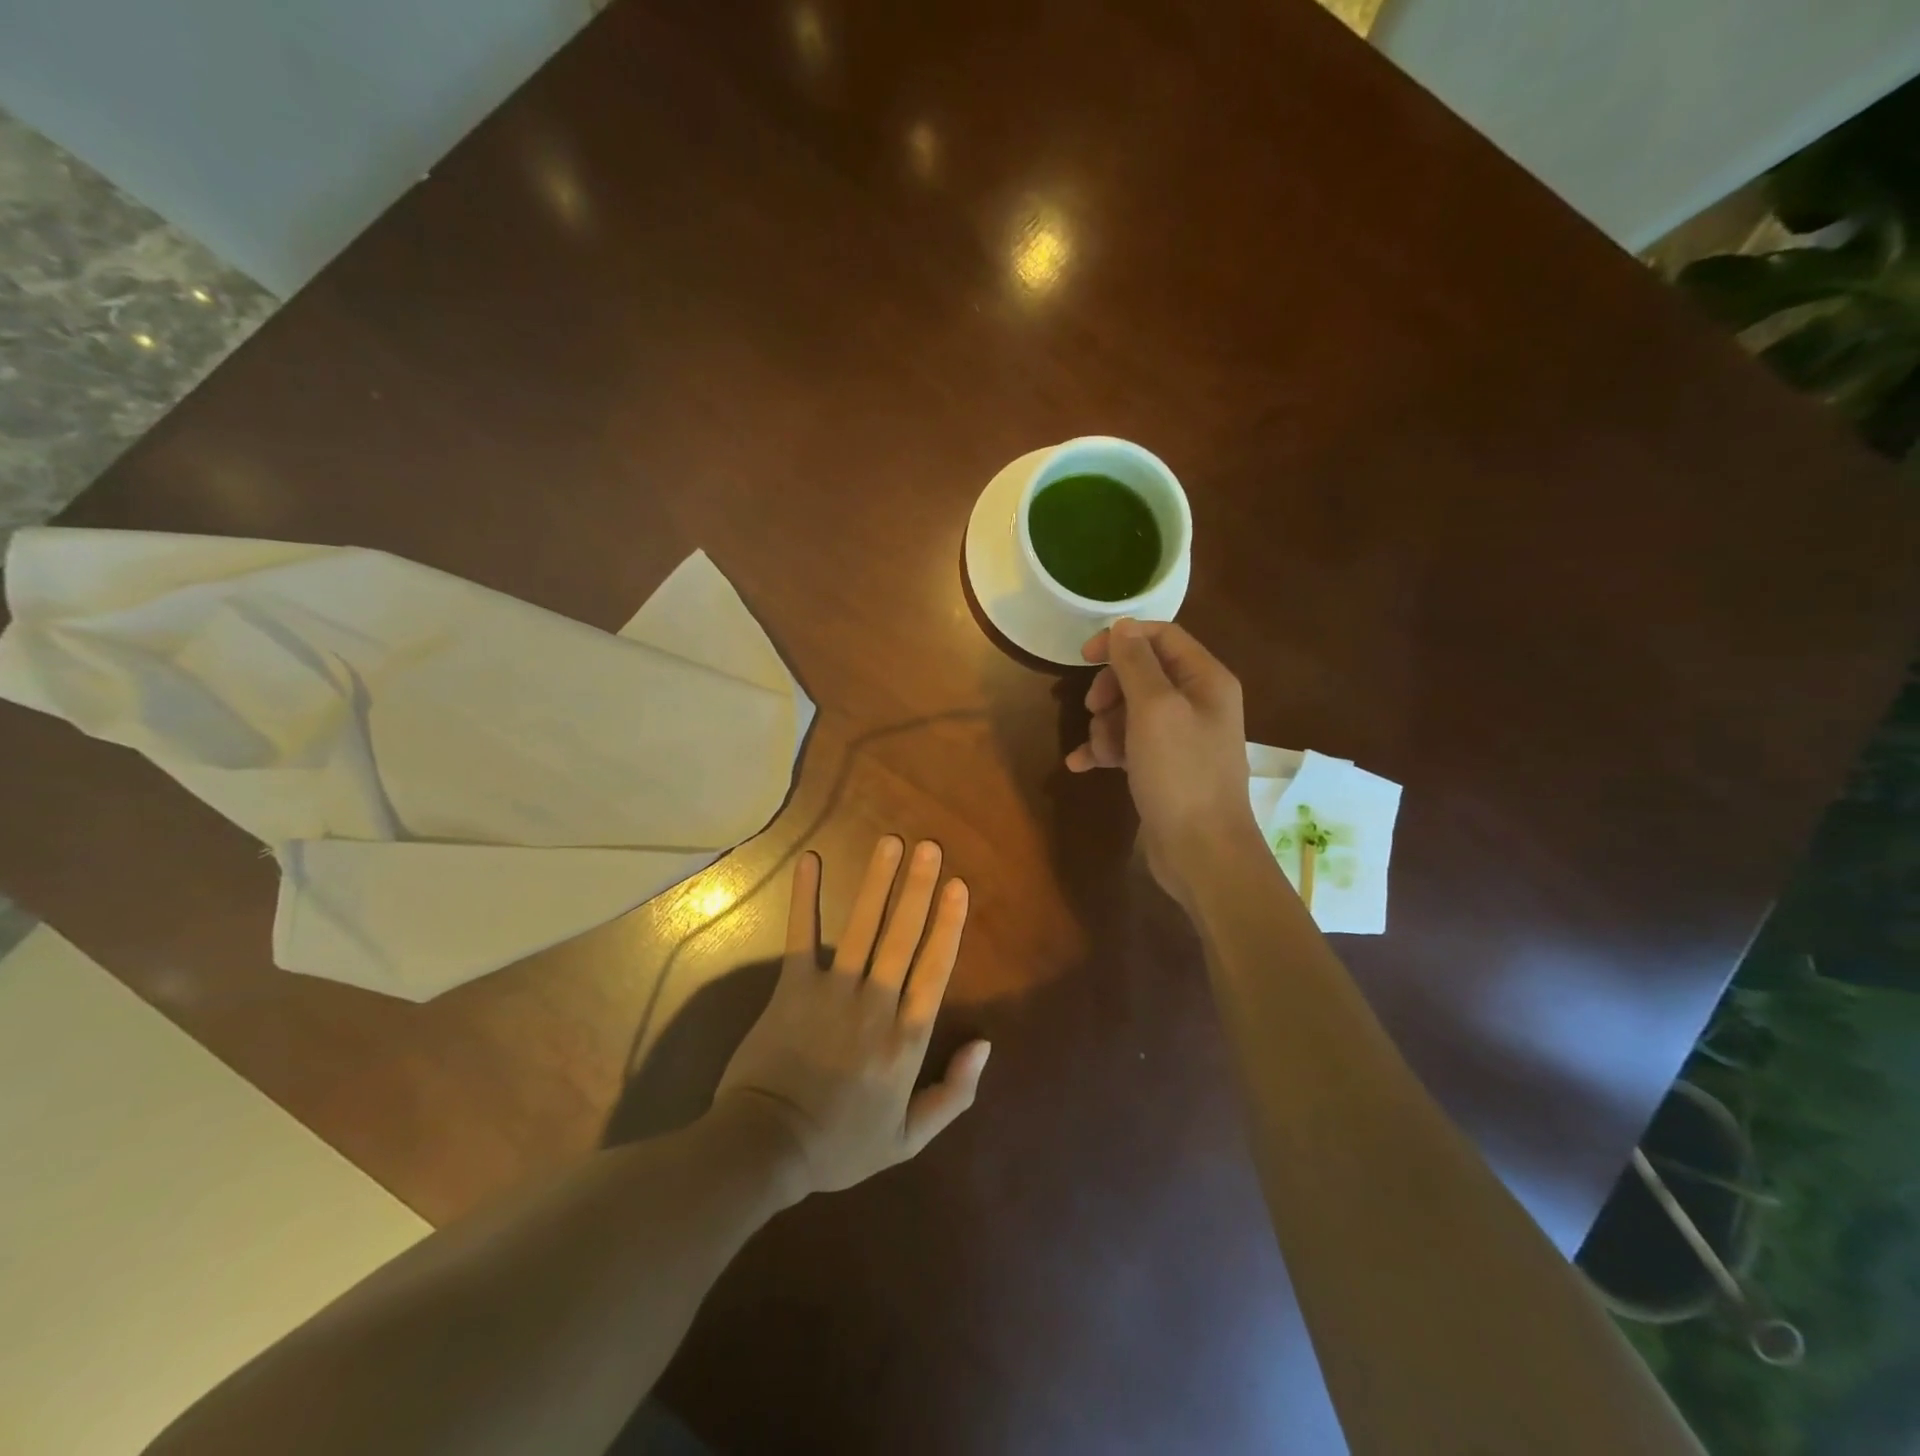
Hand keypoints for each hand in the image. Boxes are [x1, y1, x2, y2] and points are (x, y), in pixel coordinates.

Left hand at [715, 836, 990, 1200]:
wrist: (767, 1149)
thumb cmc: (840, 1145)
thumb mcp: (908, 1139)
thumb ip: (953, 1094)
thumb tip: (986, 1045)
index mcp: (906, 1038)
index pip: (935, 969)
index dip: (949, 924)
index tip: (959, 886)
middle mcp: (876, 1004)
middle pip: (903, 936)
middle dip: (919, 888)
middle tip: (930, 846)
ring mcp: (833, 991)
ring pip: (862, 927)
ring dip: (878, 882)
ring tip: (891, 843)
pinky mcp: (792, 987)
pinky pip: (801, 935)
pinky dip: (805, 897)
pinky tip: (810, 860)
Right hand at [1065, 618, 1260, 903]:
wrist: (1202, 852)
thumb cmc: (1181, 773)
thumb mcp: (1155, 709)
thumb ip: (1136, 663)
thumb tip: (1121, 626)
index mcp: (1206, 680)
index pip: (1162, 637)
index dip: (1121, 640)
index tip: (1084, 657)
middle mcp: (1198, 703)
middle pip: (1143, 674)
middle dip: (1111, 690)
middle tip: (1092, 709)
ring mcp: (1181, 738)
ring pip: (1130, 711)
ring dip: (1105, 726)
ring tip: (1099, 752)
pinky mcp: (1164, 768)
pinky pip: (1128, 745)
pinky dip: (1105, 751)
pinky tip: (1080, 765)